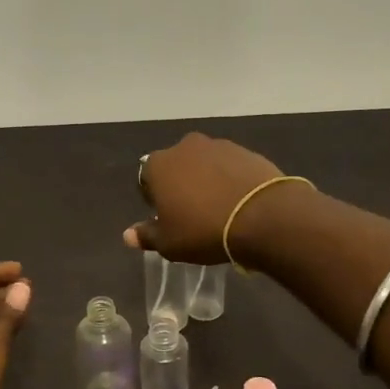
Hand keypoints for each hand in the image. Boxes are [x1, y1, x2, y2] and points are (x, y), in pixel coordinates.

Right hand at [125, 133, 292, 263]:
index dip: (153, 199)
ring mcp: (218, 146)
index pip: (146, 179)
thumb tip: (128, 235)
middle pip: (176, 166)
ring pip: (204, 164)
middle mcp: (185, 147)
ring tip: (218, 207)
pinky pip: (230, 167)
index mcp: (158, 165)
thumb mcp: (169, 243)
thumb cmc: (203, 230)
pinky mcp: (246, 151)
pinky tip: (238, 201)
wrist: (261, 216)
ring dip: (206, 180)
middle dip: (180, 184)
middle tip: (192, 212)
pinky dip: (230, 179)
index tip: (166, 217)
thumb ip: (146, 235)